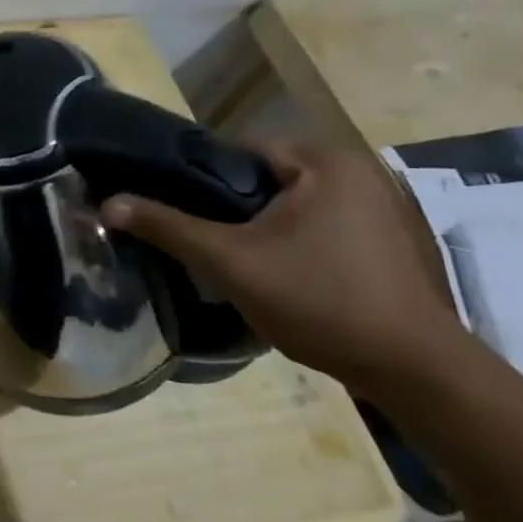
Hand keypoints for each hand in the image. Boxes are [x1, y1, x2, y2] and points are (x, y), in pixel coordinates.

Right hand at [102, 141, 474, 398]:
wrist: (415, 372)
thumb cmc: (321, 300)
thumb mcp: (230, 261)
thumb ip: (167, 226)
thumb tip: (106, 204)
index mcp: (324, 160)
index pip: (236, 149)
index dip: (195, 177)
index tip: (169, 206)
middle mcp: (357, 171)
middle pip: (262, 177)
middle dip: (226, 205)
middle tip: (195, 237)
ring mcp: (378, 207)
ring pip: (287, 204)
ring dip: (256, 225)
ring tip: (226, 256)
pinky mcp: (385, 241)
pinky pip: (315, 225)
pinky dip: (288, 240)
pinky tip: (273, 272)